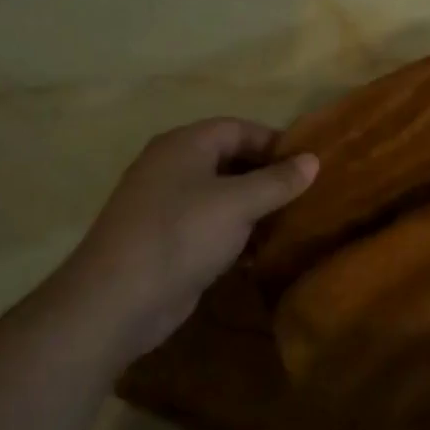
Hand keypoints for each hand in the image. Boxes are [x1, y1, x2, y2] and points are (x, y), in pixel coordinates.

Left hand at [65, 118, 317, 354]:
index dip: (275, 142)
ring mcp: (166, 205)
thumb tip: (313, 160)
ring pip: (221, 195)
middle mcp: (173, 167)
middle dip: (267, 176)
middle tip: (304, 194)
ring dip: (254, 207)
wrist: (116, 301)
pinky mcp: (166, 240)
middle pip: (230, 160)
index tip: (308, 164)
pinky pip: (209, 225)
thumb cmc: (182, 234)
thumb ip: (278, 181)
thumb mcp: (239, 203)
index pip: (239, 128)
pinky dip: (235, 233)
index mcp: (185, 145)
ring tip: (290, 223)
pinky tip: (260, 253)